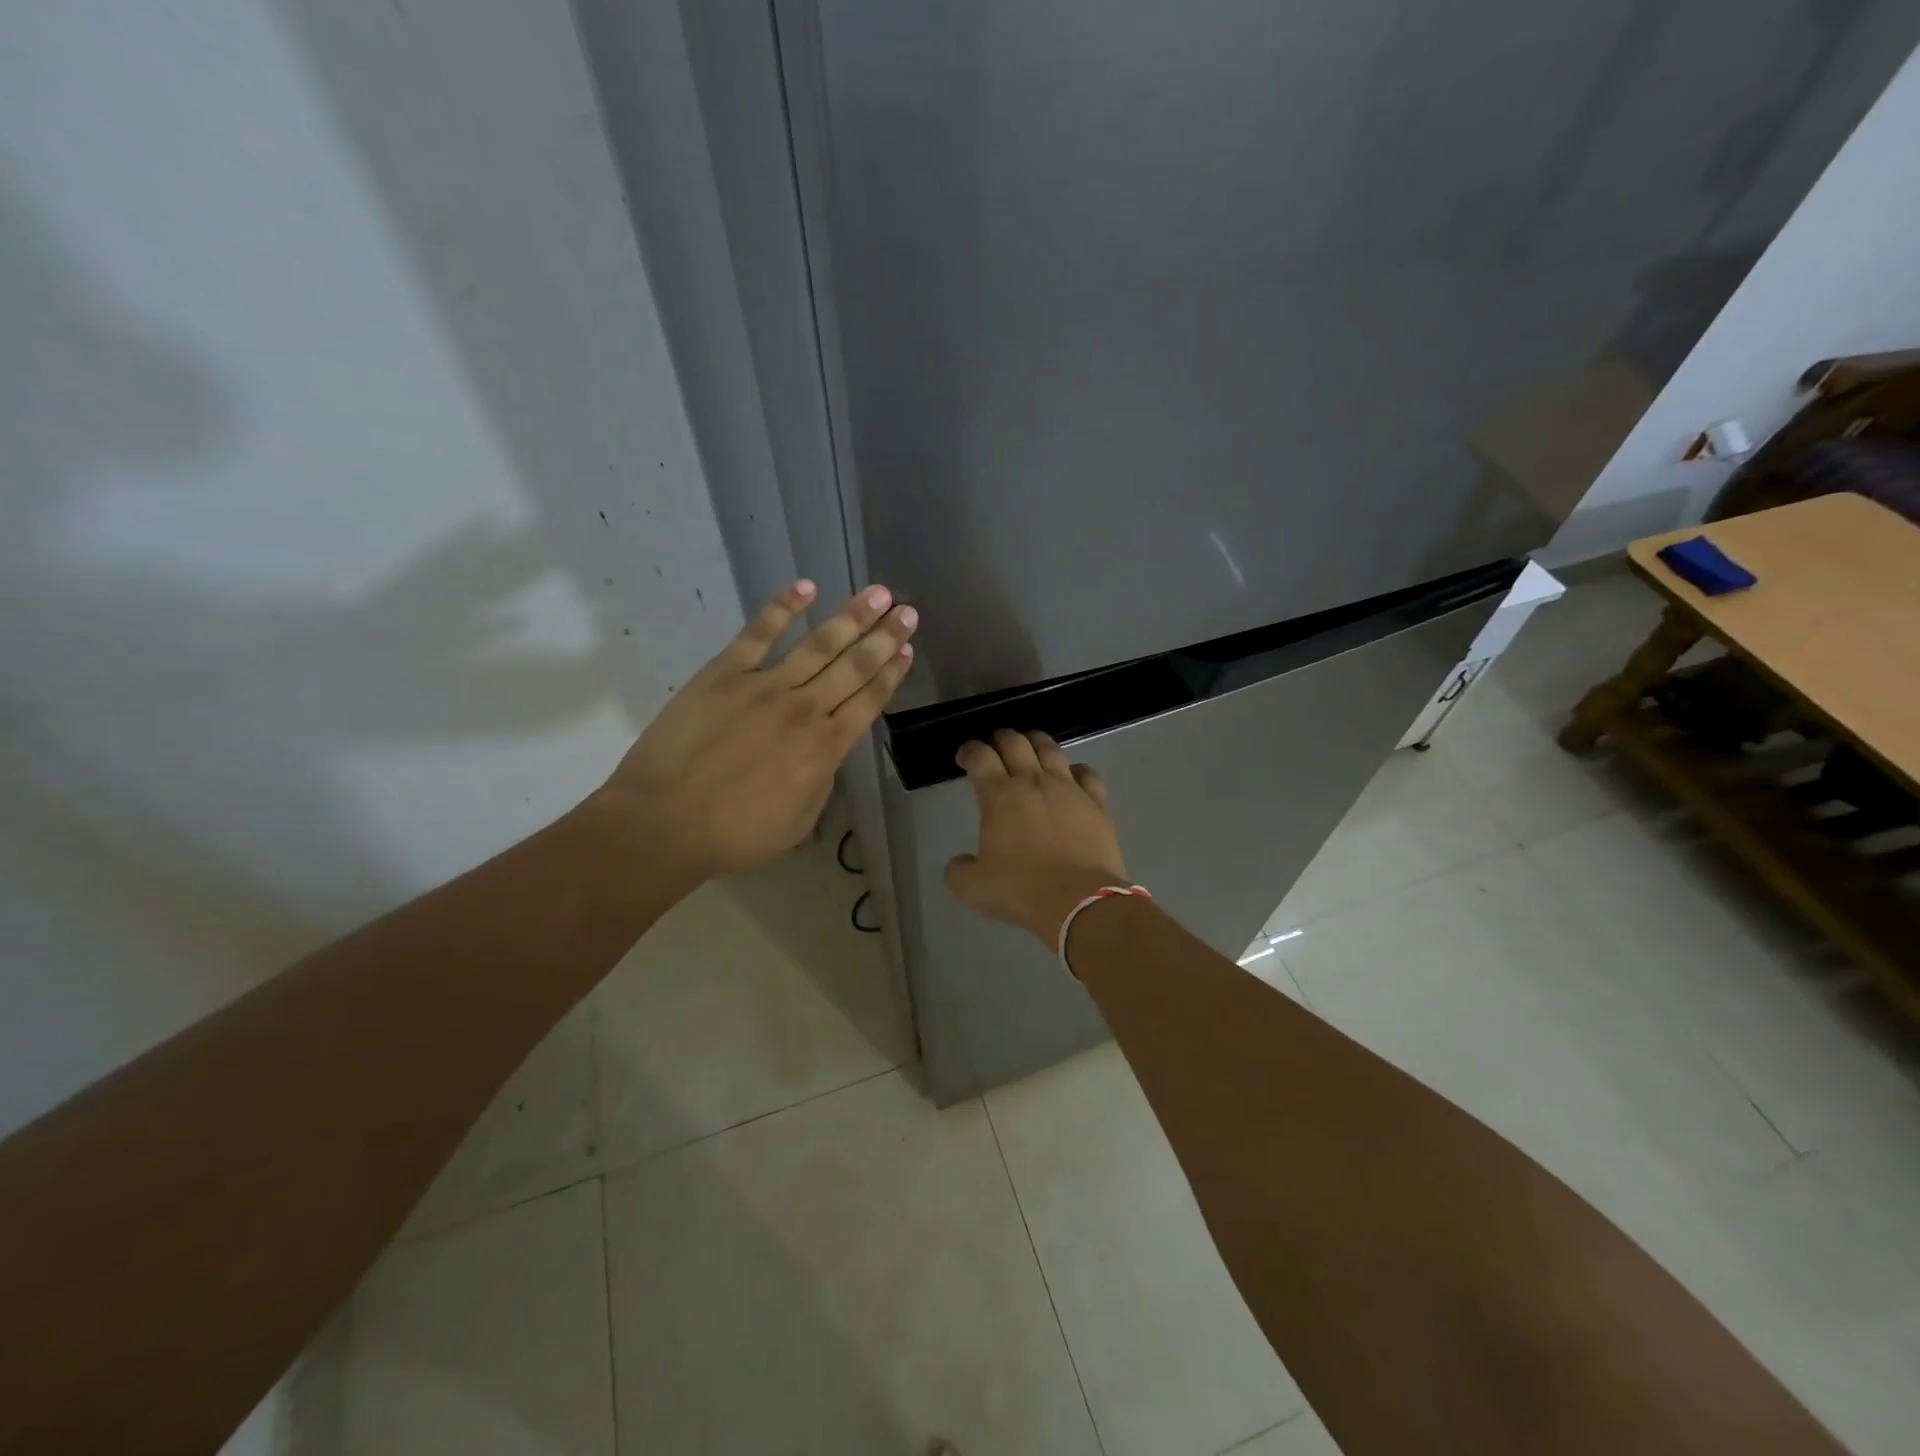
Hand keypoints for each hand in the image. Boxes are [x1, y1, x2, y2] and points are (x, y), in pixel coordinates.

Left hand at [603, 580, 916, 879]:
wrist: (664, 823)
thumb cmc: (734, 834)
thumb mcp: (799, 821)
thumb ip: (821, 781)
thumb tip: (825, 753)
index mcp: (825, 748)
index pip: (868, 701)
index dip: (891, 673)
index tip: (908, 649)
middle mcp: (804, 709)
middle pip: (854, 666)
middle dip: (885, 637)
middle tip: (907, 611)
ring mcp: (764, 686)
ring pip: (818, 644)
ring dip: (851, 617)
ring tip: (877, 594)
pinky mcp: (724, 673)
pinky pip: (758, 633)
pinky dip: (783, 608)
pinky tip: (806, 587)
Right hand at [944, 730, 1129, 945]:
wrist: (1079, 901)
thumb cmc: (1021, 890)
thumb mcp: (973, 888)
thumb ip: (959, 870)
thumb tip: (960, 862)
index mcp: (999, 795)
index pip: (979, 756)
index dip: (968, 751)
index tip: (964, 757)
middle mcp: (1033, 781)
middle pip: (1015, 742)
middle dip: (1000, 738)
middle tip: (995, 747)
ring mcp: (1068, 788)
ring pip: (1050, 749)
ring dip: (1036, 742)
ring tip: (1030, 747)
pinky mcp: (1096, 803)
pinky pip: (1087, 773)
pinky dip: (1075, 769)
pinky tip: (1072, 775)